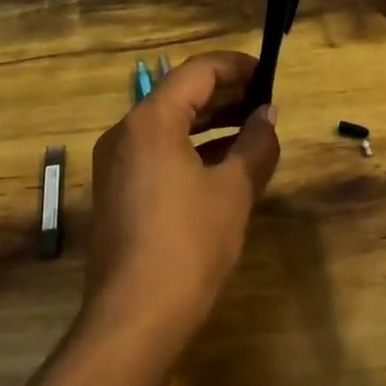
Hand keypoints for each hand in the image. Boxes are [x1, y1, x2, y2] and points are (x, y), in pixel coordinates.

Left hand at [83, 52, 281, 345]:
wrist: (134, 318)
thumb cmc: (189, 244)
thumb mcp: (233, 190)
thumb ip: (255, 145)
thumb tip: (268, 115)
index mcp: (150, 121)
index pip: (197, 71)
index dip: (236, 67)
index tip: (268, 75)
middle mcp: (125, 133)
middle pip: (179, 95)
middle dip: (225, 95)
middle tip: (266, 103)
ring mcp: (116, 164)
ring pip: (168, 126)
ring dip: (210, 123)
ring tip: (252, 130)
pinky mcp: (117, 192)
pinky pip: (158, 153)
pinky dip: (191, 149)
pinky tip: (223, 164)